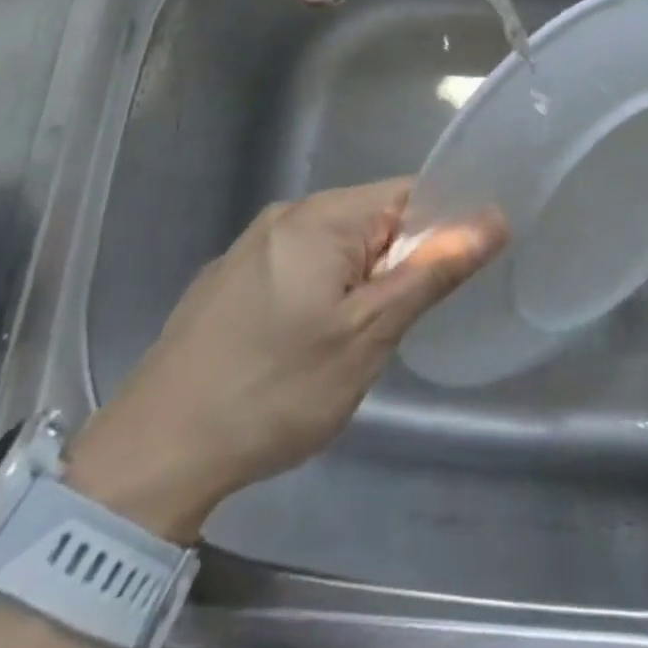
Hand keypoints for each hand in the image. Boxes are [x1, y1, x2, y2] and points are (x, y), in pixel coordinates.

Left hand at [65, 178, 506, 540]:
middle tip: (398, 326)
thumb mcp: (368, 333)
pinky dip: (322, 294)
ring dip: (360, 284)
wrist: (154, 454)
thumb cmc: (275, 389)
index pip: (408, 192)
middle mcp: (286, 215)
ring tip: (355, 344)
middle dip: (397, 264)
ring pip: (336, 248)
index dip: (441, 227)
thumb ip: (433, 270)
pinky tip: (306, 348)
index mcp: (321, 215)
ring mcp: (251, 247)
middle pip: (372, 219)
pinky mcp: (230, 280)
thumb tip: (494, 219)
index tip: (454, 275)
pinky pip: (299, 267)